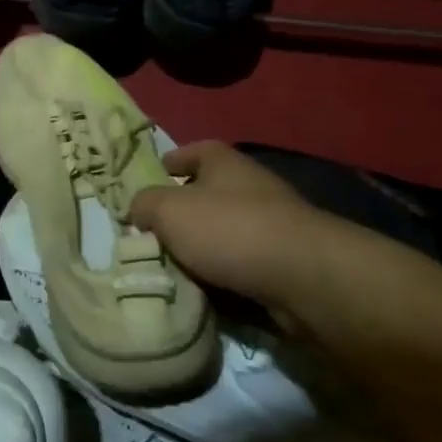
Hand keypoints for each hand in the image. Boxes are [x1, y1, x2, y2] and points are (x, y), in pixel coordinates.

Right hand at [128, 143, 337, 307]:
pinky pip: (241, 265)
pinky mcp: (284, 262)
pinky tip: (202, 291)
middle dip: (180, 214)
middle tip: (151, 234)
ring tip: (170, 268)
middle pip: (206, 194)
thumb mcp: (167, 210)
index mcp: (225, 162)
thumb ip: (143, 205)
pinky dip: (222, 275)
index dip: (170, 162)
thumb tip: (138, 211)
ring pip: (223, 233)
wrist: (304, 278)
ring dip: (200, 249)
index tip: (151, 180)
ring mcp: (272, 225)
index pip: (193, 151)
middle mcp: (250, 186)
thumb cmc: (229, 229)